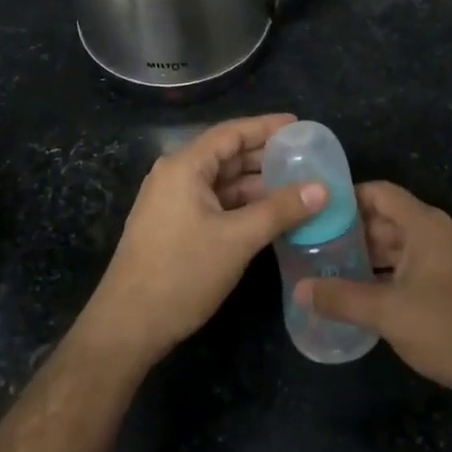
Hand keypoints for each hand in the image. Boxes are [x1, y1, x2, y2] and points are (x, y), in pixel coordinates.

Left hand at [76, 114, 324, 367]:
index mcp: (184, 167)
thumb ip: (281, 210)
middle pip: (226, 156)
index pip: (231, 133)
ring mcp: (172, 203)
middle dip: (265, 157)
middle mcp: (175, 176)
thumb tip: (322, 188)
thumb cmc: (182, 273)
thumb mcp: (238, 239)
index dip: (266, 127)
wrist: (129, 325)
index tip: (300, 126)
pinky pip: (215, 204)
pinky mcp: (174, 227)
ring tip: (298, 187)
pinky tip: (271, 215)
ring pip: (222, 183)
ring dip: (256, 185)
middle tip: (306, 158)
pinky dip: (242, 205)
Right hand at [297, 182, 451, 416]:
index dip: (345, 197)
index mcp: (424, 225)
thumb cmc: (449, 328)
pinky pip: (404, 268)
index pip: (378, 192)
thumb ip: (341, 298)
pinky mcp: (446, 286)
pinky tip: (353, 292)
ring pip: (393, 246)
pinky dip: (379, 274)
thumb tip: (299, 290)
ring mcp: (442, 260)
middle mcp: (434, 234)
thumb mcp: (387, 313)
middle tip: (308, 244)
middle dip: (347, 230)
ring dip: (362, 255)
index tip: (312, 211)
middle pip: (383, 219)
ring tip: (322, 267)